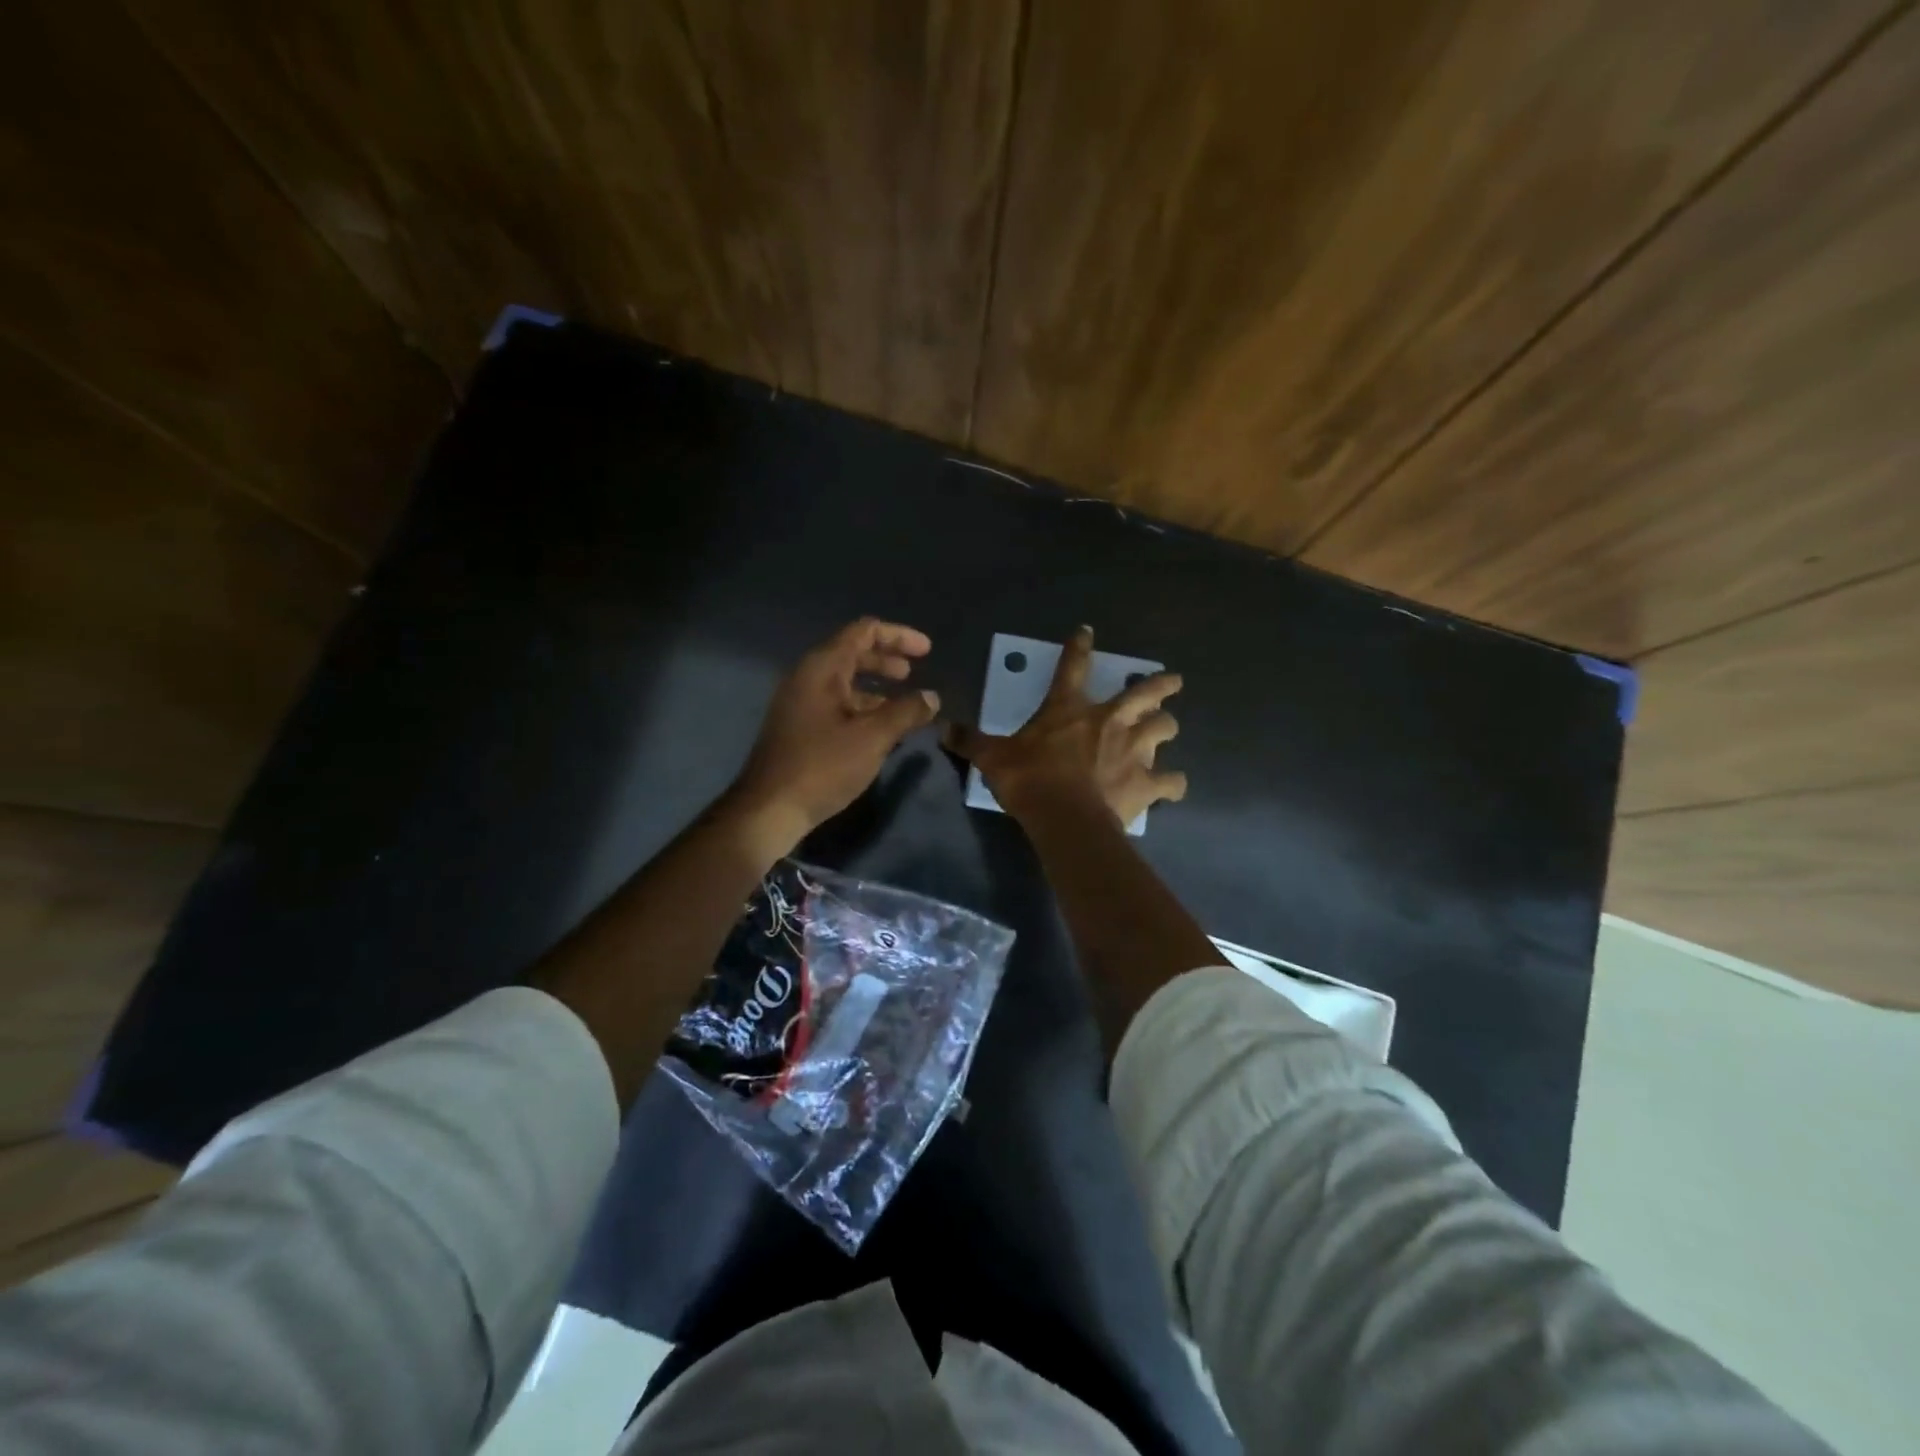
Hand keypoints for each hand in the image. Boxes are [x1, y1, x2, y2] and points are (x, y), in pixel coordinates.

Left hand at [728, 618, 940, 853]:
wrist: (769, 809)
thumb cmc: (822, 766)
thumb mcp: (872, 737)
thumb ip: (906, 712)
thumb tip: (932, 697)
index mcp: (822, 668)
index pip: (863, 632)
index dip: (898, 635)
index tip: (927, 651)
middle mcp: (808, 677)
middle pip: (853, 653)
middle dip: (887, 659)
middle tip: (914, 672)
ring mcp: (800, 703)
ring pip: (844, 682)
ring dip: (876, 687)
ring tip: (904, 704)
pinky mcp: (799, 727)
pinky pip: (836, 704)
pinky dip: (862, 707)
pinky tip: (881, 729)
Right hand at [946, 625, 1186, 826]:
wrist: (1065, 818)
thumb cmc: (1029, 780)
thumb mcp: (993, 758)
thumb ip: (971, 741)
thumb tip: (943, 727)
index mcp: (1070, 710)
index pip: (1072, 667)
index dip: (1078, 647)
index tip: (1087, 631)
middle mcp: (1110, 722)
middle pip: (1145, 693)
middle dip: (1161, 685)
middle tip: (1173, 681)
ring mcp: (1134, 750)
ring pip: (1165, 729)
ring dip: (1167, 728)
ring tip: (1167, 729)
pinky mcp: (1146, 783)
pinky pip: (1171, 782)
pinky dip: (1173, 785)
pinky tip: (1172, 788)